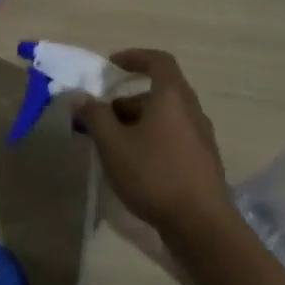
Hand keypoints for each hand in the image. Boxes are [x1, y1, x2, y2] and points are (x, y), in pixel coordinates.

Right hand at [75, 49, 234, 243]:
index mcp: (172, 97)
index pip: (158, 61)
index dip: (135, 57)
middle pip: (159, 92)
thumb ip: (95, 116)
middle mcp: (192, 111)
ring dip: (137, 122)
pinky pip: (173, 138)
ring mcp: (201, 139)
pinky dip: (151, 139)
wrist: (202, 226)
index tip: (112, 65)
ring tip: (112, 145)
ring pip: (165, 117)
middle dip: (127, 100)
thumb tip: (81, 97)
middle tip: (102, 117)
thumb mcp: (113, 143)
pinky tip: (134, 165)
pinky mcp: (203, 163)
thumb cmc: (154, 174)